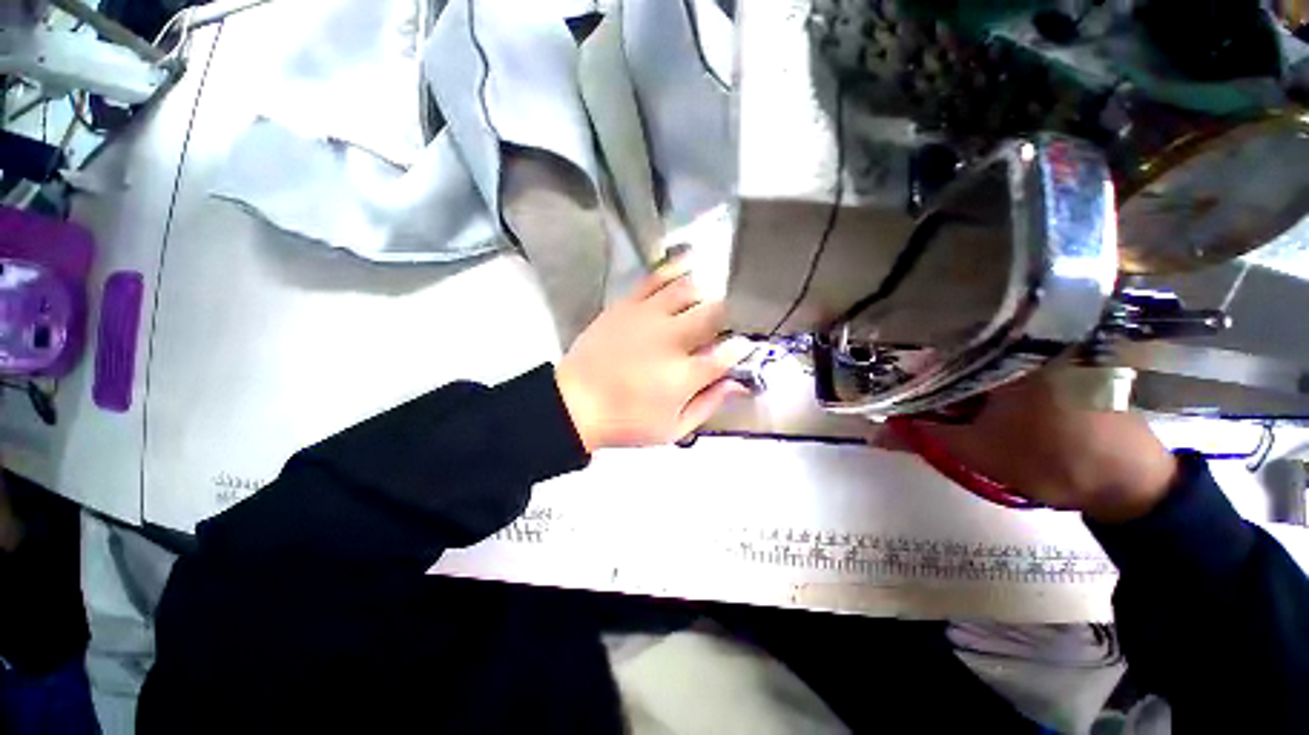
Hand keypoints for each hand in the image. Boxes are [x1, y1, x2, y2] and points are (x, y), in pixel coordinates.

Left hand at [555, 261, 751, 450]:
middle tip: (725, 323)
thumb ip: (709, 404)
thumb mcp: (674, 429)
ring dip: (706, 292)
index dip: (742, 348)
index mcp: (685, 375)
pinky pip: (656, 278)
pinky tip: (689, 264)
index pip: (728, 353)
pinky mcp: (627, 304)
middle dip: (727, 316)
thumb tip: (738, 383)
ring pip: (689, 289)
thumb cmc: (626, 422)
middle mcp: (671, 340)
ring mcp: (648, 317)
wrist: (576, 404)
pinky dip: (676, 268)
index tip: (743, 347)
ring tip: (709, 297)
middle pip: (714, 313)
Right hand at [898, 371, 1178, 522]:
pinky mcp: (1060, 364)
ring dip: (959, 382)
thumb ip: (920, 438)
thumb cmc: (1054, 462)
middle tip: (914, 400)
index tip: (891, 385)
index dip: (910, 368)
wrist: (1132, 485)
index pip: (939, 349)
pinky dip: (985, 383)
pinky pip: (1008, 366)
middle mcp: (1028, 342)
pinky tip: (977, 403)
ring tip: (943, 404)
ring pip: (984, 360)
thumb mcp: (976, 452)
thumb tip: (872, 436)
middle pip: (961, 352)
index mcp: (1008, 353)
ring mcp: (1048, 351)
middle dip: (933, 377)